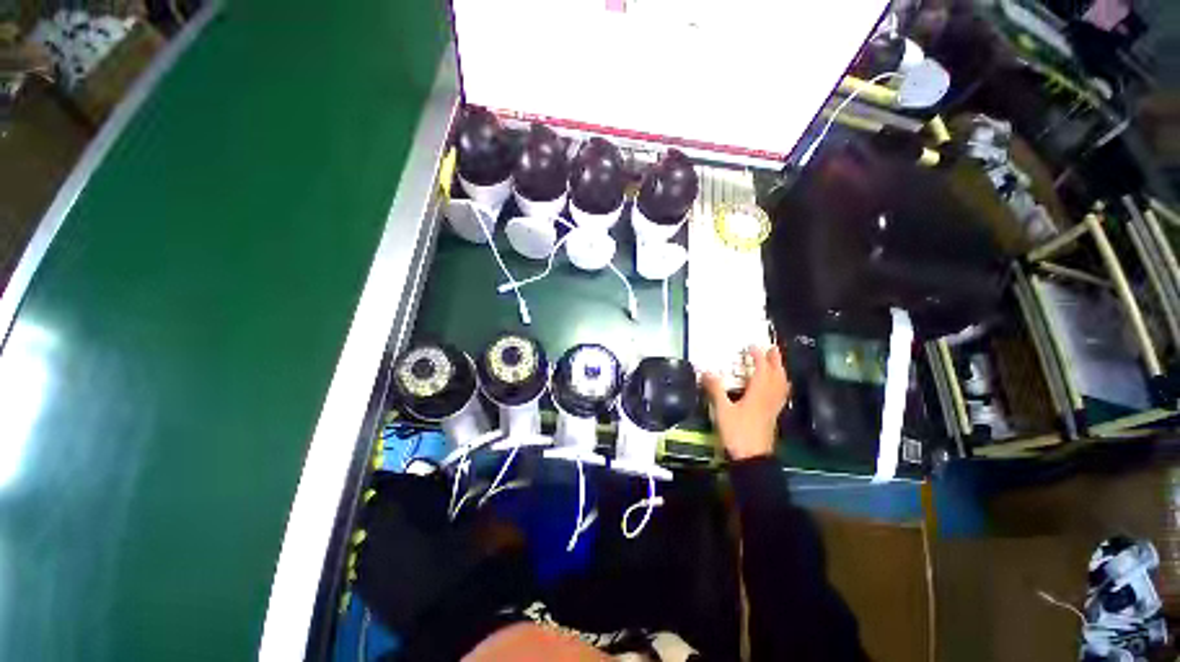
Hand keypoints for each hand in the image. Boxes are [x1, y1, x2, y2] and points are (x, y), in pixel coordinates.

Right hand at [701, 346, 791, 460]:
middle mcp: (769, 398)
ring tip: (777, 364)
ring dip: (780, 371)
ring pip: (781, 385)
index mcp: (758, 394)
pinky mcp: (773, 416)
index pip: (761, 370)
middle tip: (772, 349)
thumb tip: (705, 371)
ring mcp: (773, 408)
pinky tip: (777, 388)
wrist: (752, 458)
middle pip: (777, 375)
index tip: (752, 346)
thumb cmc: (737, 432)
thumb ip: (715, 389)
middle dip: (775, 361)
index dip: (758, 356)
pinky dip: (780, 385)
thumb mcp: (722, 410)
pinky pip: (781, 395)